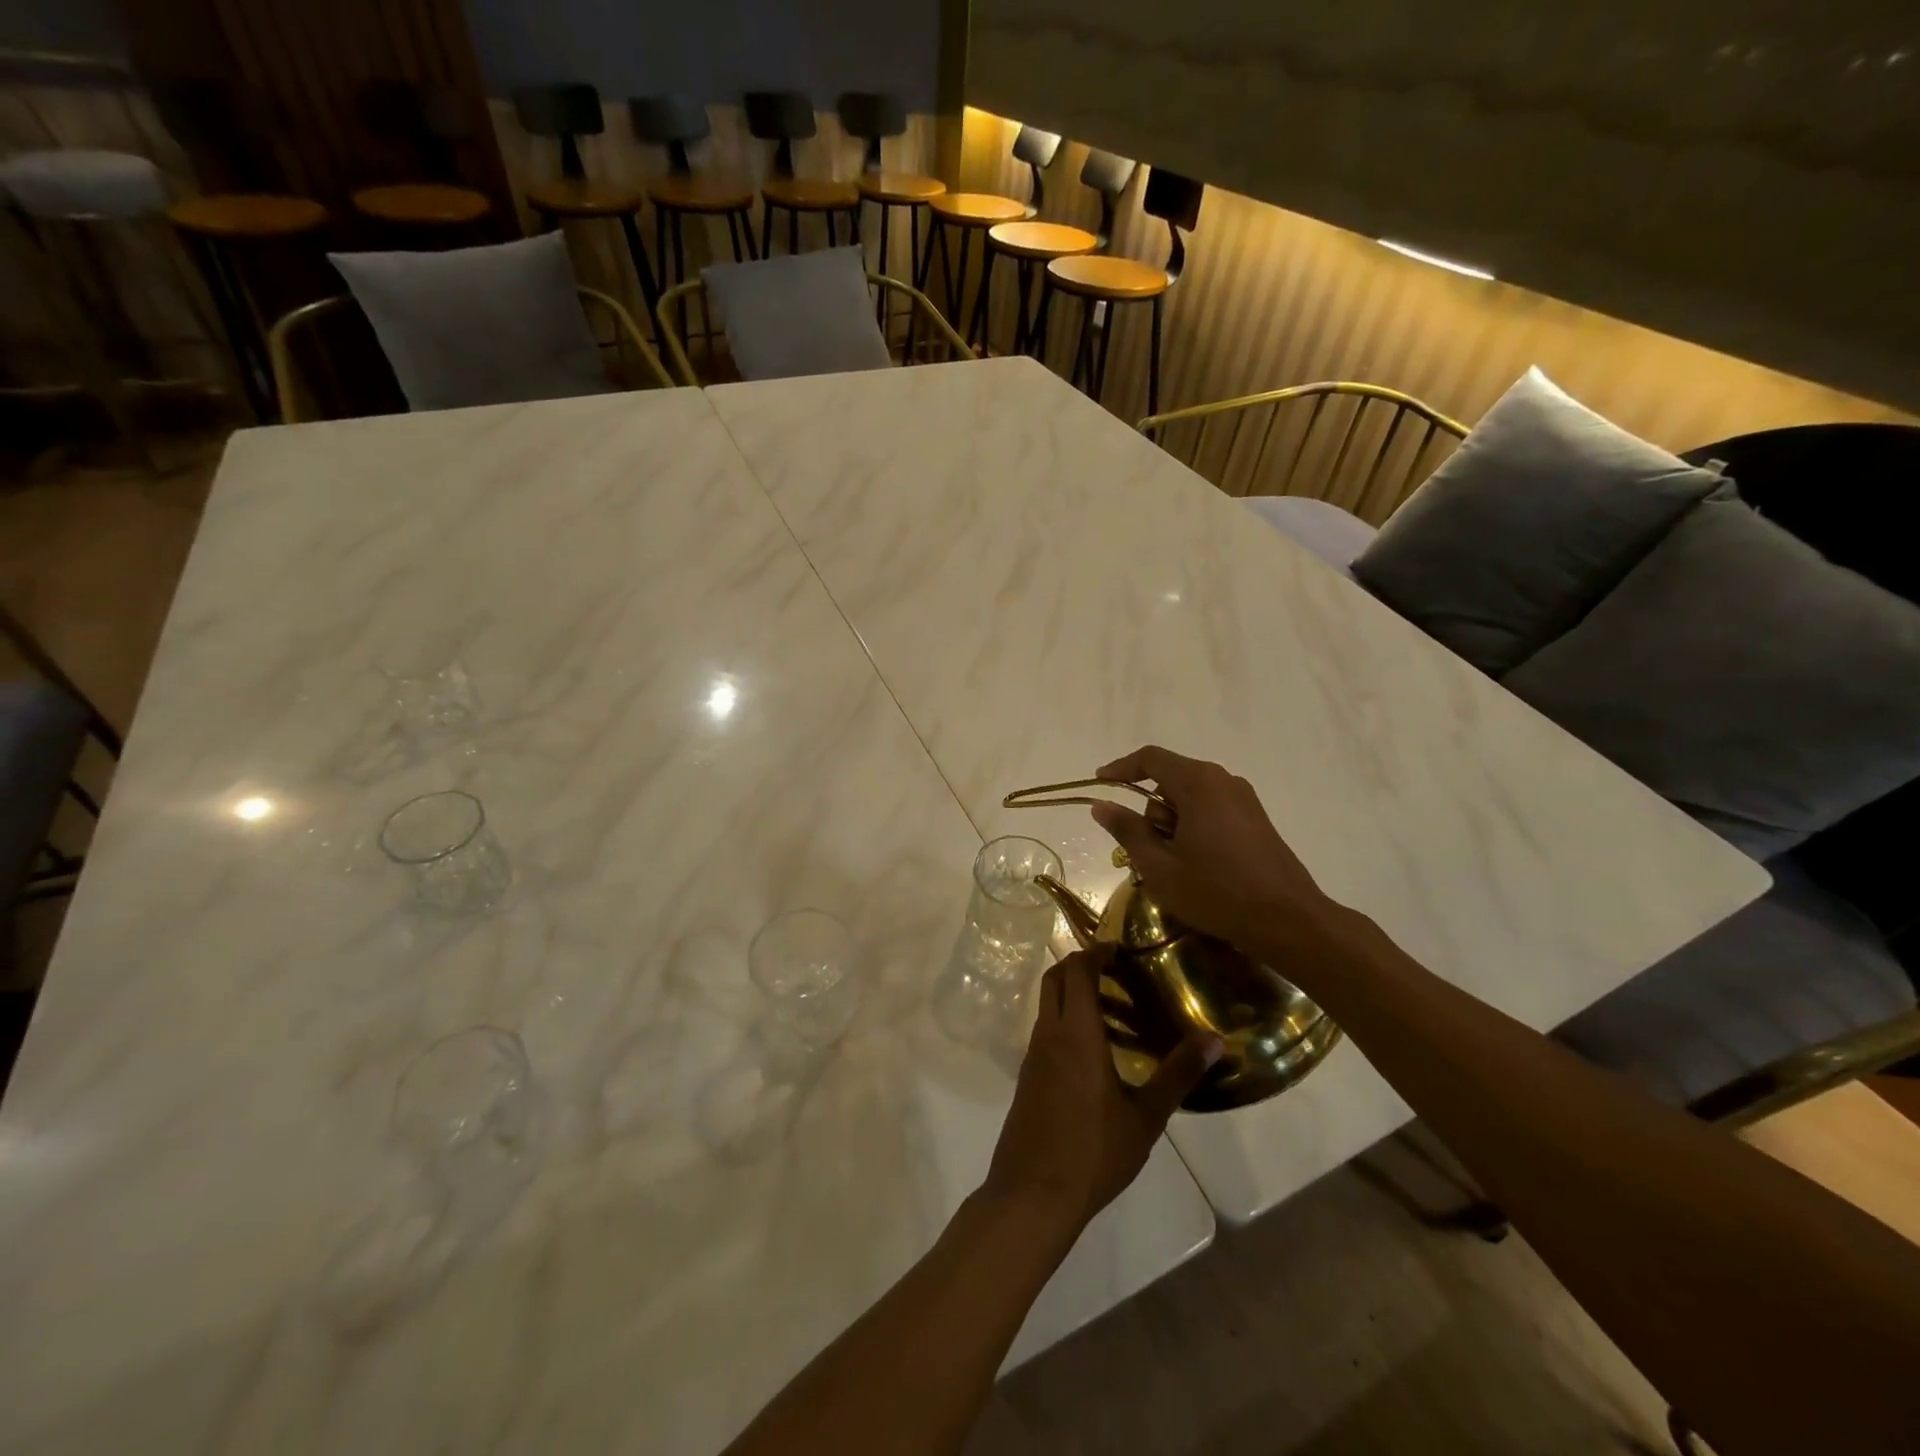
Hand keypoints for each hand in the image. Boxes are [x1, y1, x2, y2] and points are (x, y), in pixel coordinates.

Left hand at [981, 947, 1220, 1238]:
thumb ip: (1178, 1075)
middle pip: (1055, 978)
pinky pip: (1045, 1029)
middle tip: (1118, 971)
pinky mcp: (1027, 1075)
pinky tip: (1096, 1051)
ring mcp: (1032, 1054)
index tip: (1121, 948)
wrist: (1033, 1194)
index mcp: (1075, 1034)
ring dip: (1073, 993)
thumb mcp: (1145, 1117)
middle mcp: (1048, 1034)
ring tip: (1116, 1010)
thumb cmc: (1093, 1153)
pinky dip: (1066, 1020)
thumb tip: (1214, 1039)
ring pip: (1048, 1004)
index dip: (1095, 952)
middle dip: (1081, 964)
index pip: (1077, 970)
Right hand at [1089, 745, 1339, 954]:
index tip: (1099, 784)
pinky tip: (1197, 865)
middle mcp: (1223, 781)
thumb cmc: (1216, 891)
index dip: (1120, 768)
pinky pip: (1211, 810)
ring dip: (1172, 823)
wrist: (1288, 920)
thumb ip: (1127, 830)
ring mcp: (1244, 799)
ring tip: (1173, 865)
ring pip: (1191, 797)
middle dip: (1150, 810)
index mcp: (1198, 783)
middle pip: (1170, 779)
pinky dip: (1193, 828)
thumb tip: (1102, 805)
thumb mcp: (1160, 866)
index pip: (1150, 759)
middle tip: (1146, 851)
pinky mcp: (1256, 819)